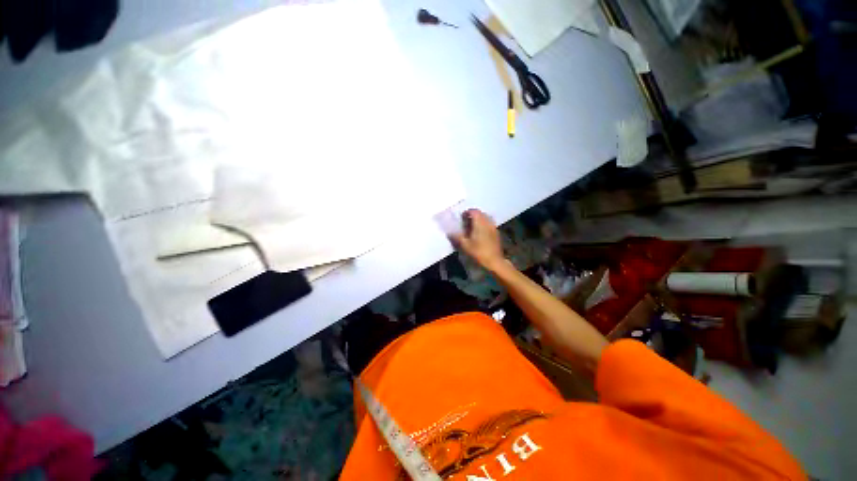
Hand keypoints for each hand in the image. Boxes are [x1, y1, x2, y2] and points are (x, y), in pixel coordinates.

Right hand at [450, 209, 505, 271]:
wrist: (494, 261)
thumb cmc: (479, 252)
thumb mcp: (465, 245)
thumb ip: (457, 237)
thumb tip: (449, 232)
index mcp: (480, 223)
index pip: (474, 211)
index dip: (467, 212)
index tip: (461, 218)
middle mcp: (488, 222)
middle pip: (480, 213)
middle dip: (473, 216)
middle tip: (466, 222)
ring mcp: (493, 227)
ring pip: (486, 218)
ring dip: (479, 220)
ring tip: (472, 228)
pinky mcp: (496, 233)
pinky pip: (489, 224)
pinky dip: (484, 225)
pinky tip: (480, 234)